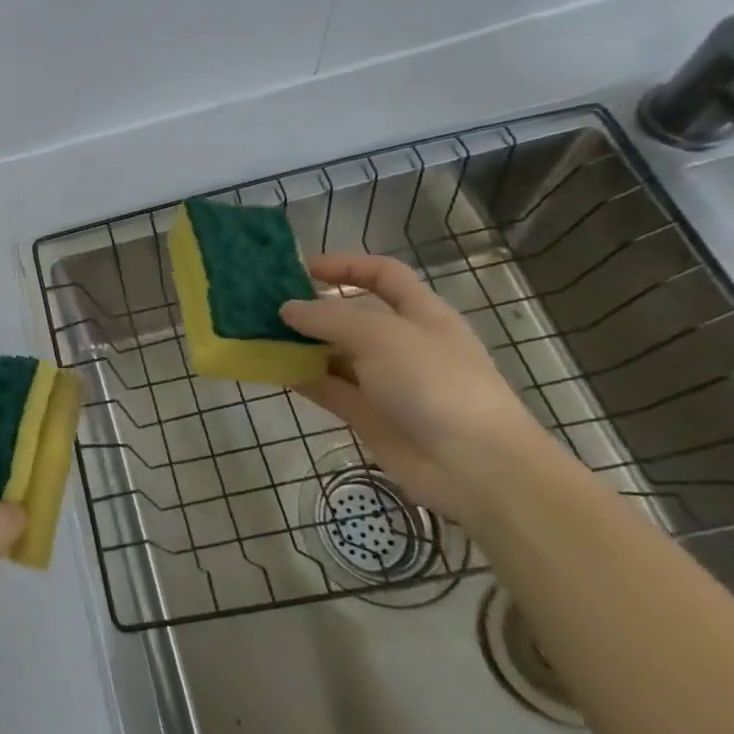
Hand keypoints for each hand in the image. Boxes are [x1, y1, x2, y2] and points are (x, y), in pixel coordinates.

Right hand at [279, 253, 547, 524]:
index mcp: (420, 314)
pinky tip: (271, 368)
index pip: (383, 275)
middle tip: (266, 303)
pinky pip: (327, 388)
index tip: (303, 269)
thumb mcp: (380, 336)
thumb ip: (328, 318)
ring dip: (300, 343)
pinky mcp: (367, 415)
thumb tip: (286, 309)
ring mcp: (384, 381)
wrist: (475, 468)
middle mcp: (401, 343)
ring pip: (333, 353)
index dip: (346, 266)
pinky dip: (300, 377)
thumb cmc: (436, 383)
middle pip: (351, 315)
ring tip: (258, 333)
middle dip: (312, 307)